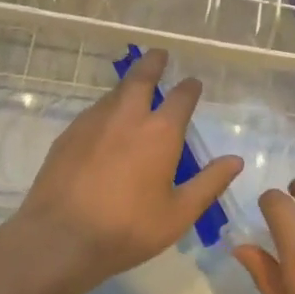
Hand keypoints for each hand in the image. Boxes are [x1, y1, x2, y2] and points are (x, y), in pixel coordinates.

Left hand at [10, 48, 241, 293]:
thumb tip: (235, 160)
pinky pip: (94, 112)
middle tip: (159, 55)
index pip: (181, 97)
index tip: (194, 84)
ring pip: (115, 93)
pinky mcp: (68, 135)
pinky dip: (107, 109)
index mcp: (160, 132)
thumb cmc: (128, 228)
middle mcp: (128, 116)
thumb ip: (209, 183)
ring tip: (135, 90)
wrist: (59, 239)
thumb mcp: (179, 213)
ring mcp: (93, 122)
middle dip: (153, 63)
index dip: (190, 88)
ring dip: (128, 86)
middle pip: (141, 78)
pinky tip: (107, 125)